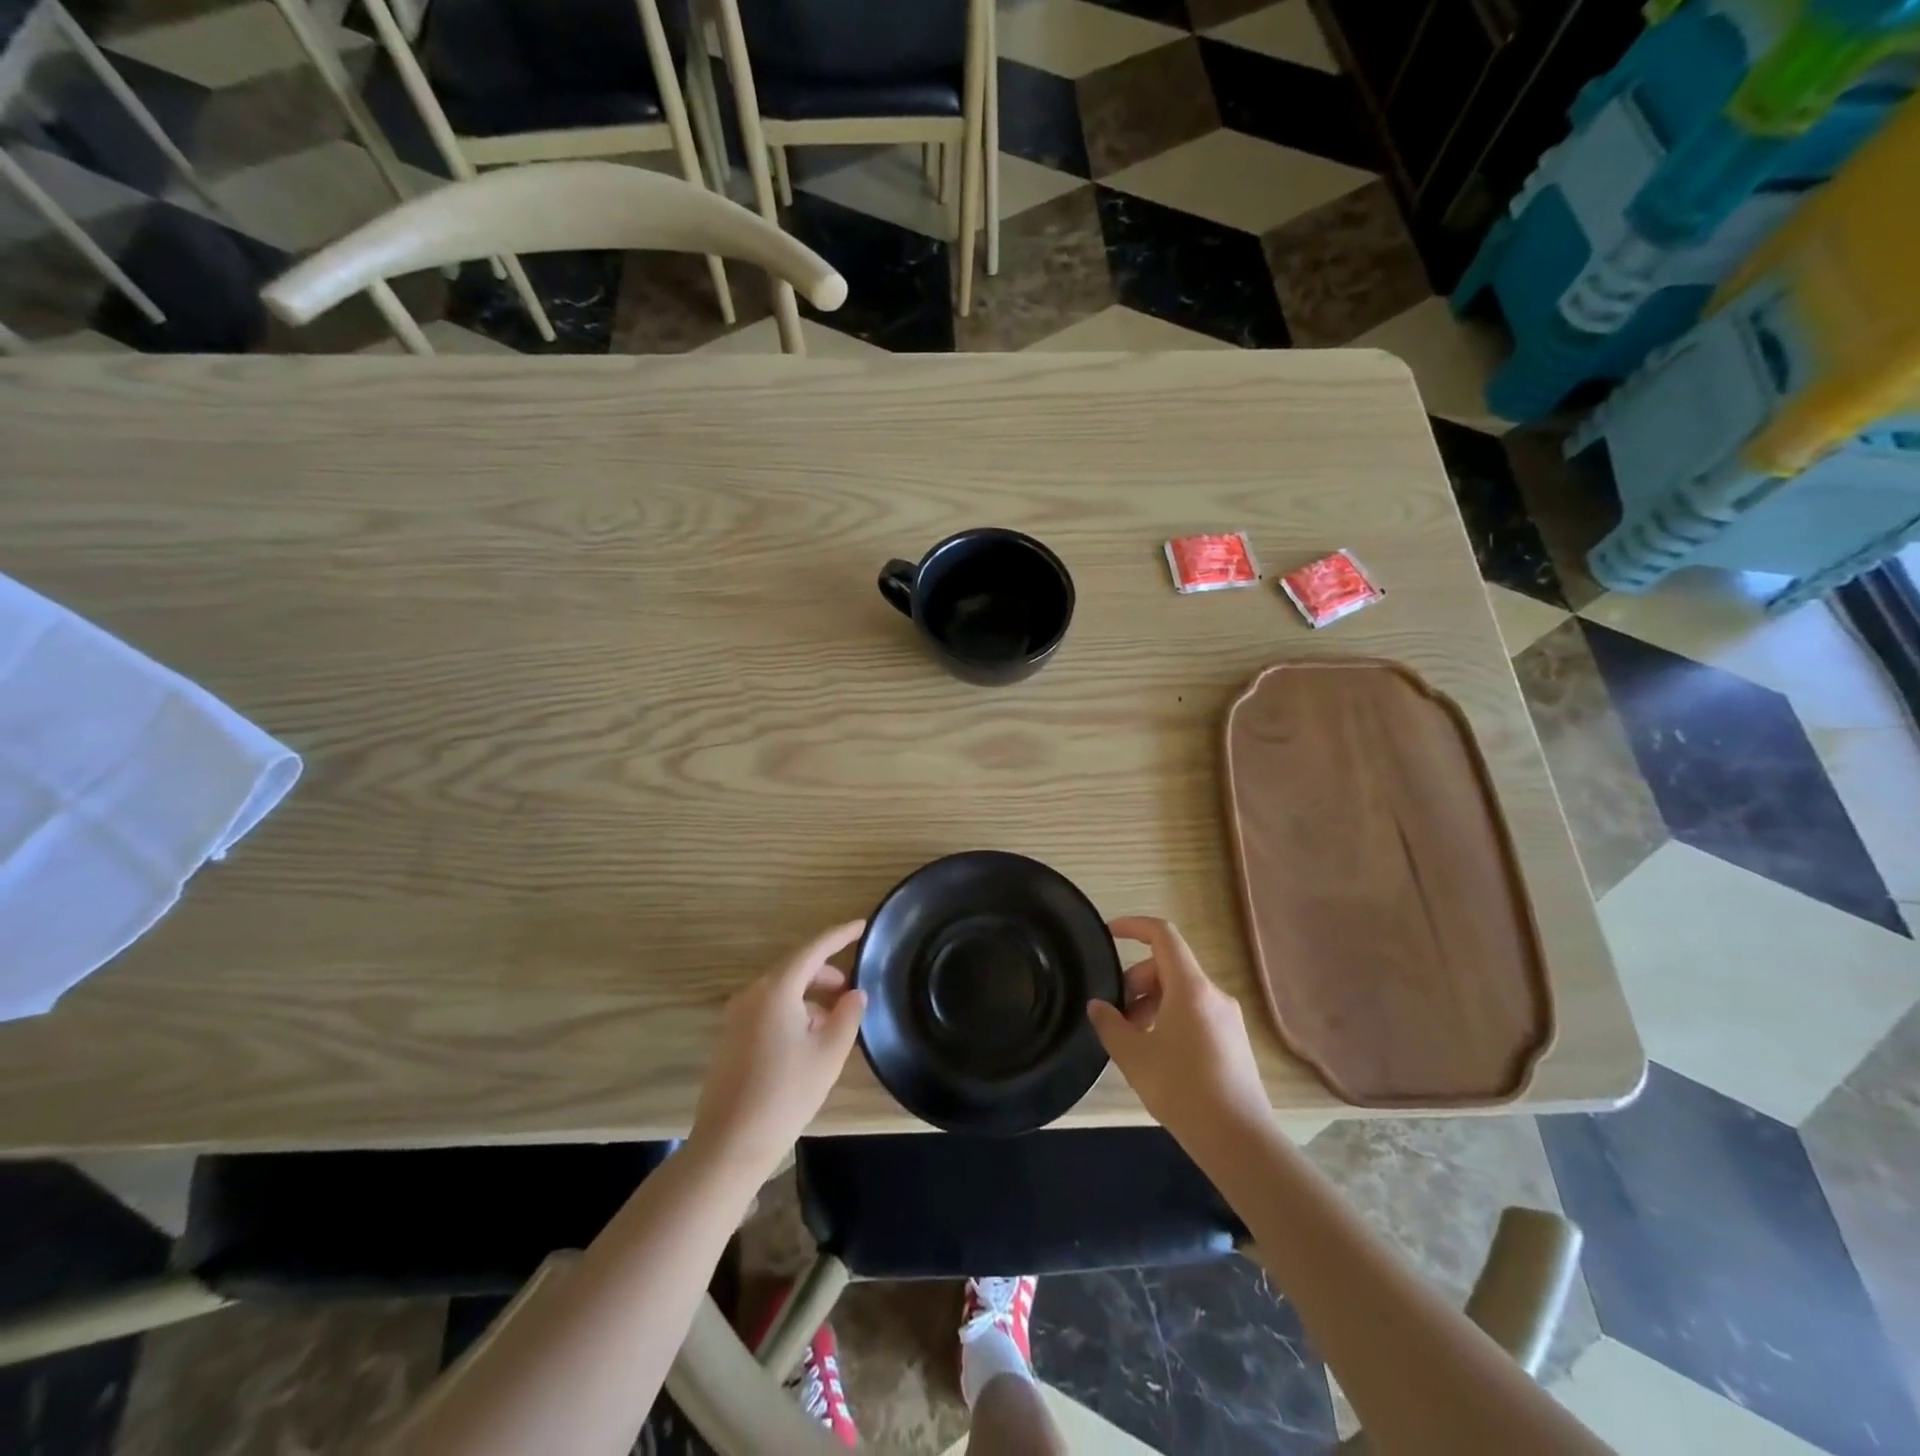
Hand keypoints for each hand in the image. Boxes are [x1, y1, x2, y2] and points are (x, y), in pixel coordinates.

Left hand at [690, 920, 867, 1178]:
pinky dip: (793, 1011)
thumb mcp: (829, 1053)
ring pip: (782, 990)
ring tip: (835, 1021)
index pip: (814, 949)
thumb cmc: (786, 1093)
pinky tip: (809, 1039)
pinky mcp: (731, 1037)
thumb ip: (848, 1015)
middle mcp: (752, 994)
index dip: (840, 935)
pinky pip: (768, 1008)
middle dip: (826, 973)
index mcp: (777, 990)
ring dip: (810, 996)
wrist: (730, 1143)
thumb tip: (855, 994)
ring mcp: (737, 1015)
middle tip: (852, 989)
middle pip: (795, 968)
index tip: (863, 925)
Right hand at [1089, 916, 1267, 1146]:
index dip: (1134, 926)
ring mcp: (1228, 1018)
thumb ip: (1110, 1025)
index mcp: (1191, 988)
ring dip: (1153, 1003)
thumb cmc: (1182, 1089)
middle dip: (1137, 980)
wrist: (1239, 1140)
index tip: (1109, 934)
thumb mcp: (1134, 1056)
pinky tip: (1159, 1055)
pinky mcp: (1235, 1042)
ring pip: (1182, 992)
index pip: (1163, 935)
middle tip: (1117, 1013)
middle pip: (1169, 966)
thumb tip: (1098, 1006)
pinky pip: (1197, 1013)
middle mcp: (1213, 994)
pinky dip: (1171, 1018)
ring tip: (1134, 1039)